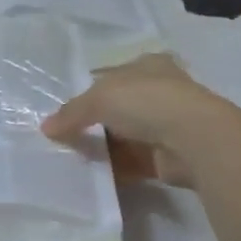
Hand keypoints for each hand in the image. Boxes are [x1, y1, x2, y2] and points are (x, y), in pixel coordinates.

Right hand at [41, 55, 230, 186]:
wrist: (194, 139)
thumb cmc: (147, 101)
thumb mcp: (99, 98)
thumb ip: (72, 112)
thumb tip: (46, 128)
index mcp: (146, 66)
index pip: (110, 76)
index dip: (86, 91)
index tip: (64, 111)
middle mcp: (157, 91)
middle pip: (116, 108)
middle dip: (92, 123)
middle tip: (62, 137)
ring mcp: (164, 125)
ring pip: (123, 137)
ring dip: (101, 147)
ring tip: (71, 158)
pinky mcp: (166, 157)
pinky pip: (131, 162)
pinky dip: (113, 168)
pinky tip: (91, 174)